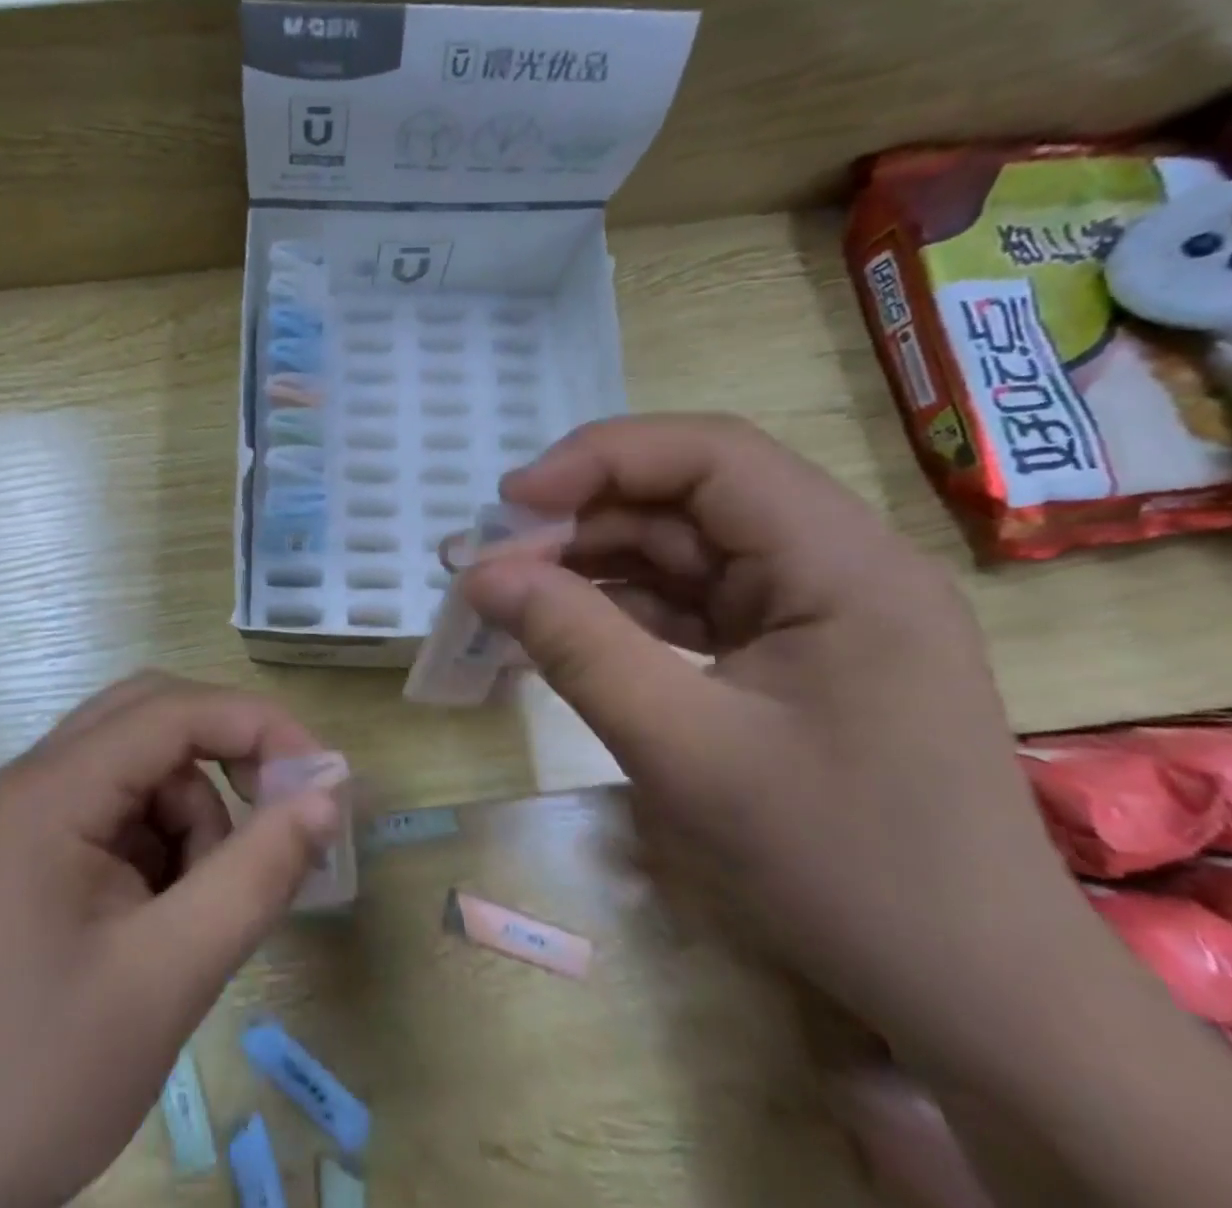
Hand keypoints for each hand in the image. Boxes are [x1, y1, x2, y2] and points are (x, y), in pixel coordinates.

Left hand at [0, 674, 342, 1207]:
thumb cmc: (38, 1081)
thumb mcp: (169, 976)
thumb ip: (258, 873)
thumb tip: (329, 792)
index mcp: (50, 790)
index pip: (173, 710)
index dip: (258, 727)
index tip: (322, 780)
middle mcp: (34, 782)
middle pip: (152, 718)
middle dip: (226, 755)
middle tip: (278, 816)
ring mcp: (28, 819)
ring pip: (142, 767)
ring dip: (193, 816)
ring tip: (198, 915)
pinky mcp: (32, 858)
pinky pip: (120, 812)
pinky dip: (164, 845)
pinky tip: (162, 922)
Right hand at [458, 415, 1113, 1083]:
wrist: (968, 993)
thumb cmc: (840, 868)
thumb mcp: (684, 750)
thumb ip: (575, 645)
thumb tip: (479, 573)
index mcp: (844, 563)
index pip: (711, 455)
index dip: (600, 459)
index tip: (511, 503)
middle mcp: (836, 561)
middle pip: (689, 495)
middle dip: (583, 516)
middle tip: (493, 558)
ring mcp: (813, 604)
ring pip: (680, 546)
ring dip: (591, 561)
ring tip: (511, 591)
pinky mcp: (789, 644)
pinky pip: (688, 597)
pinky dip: (619, 605)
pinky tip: (562, 624)